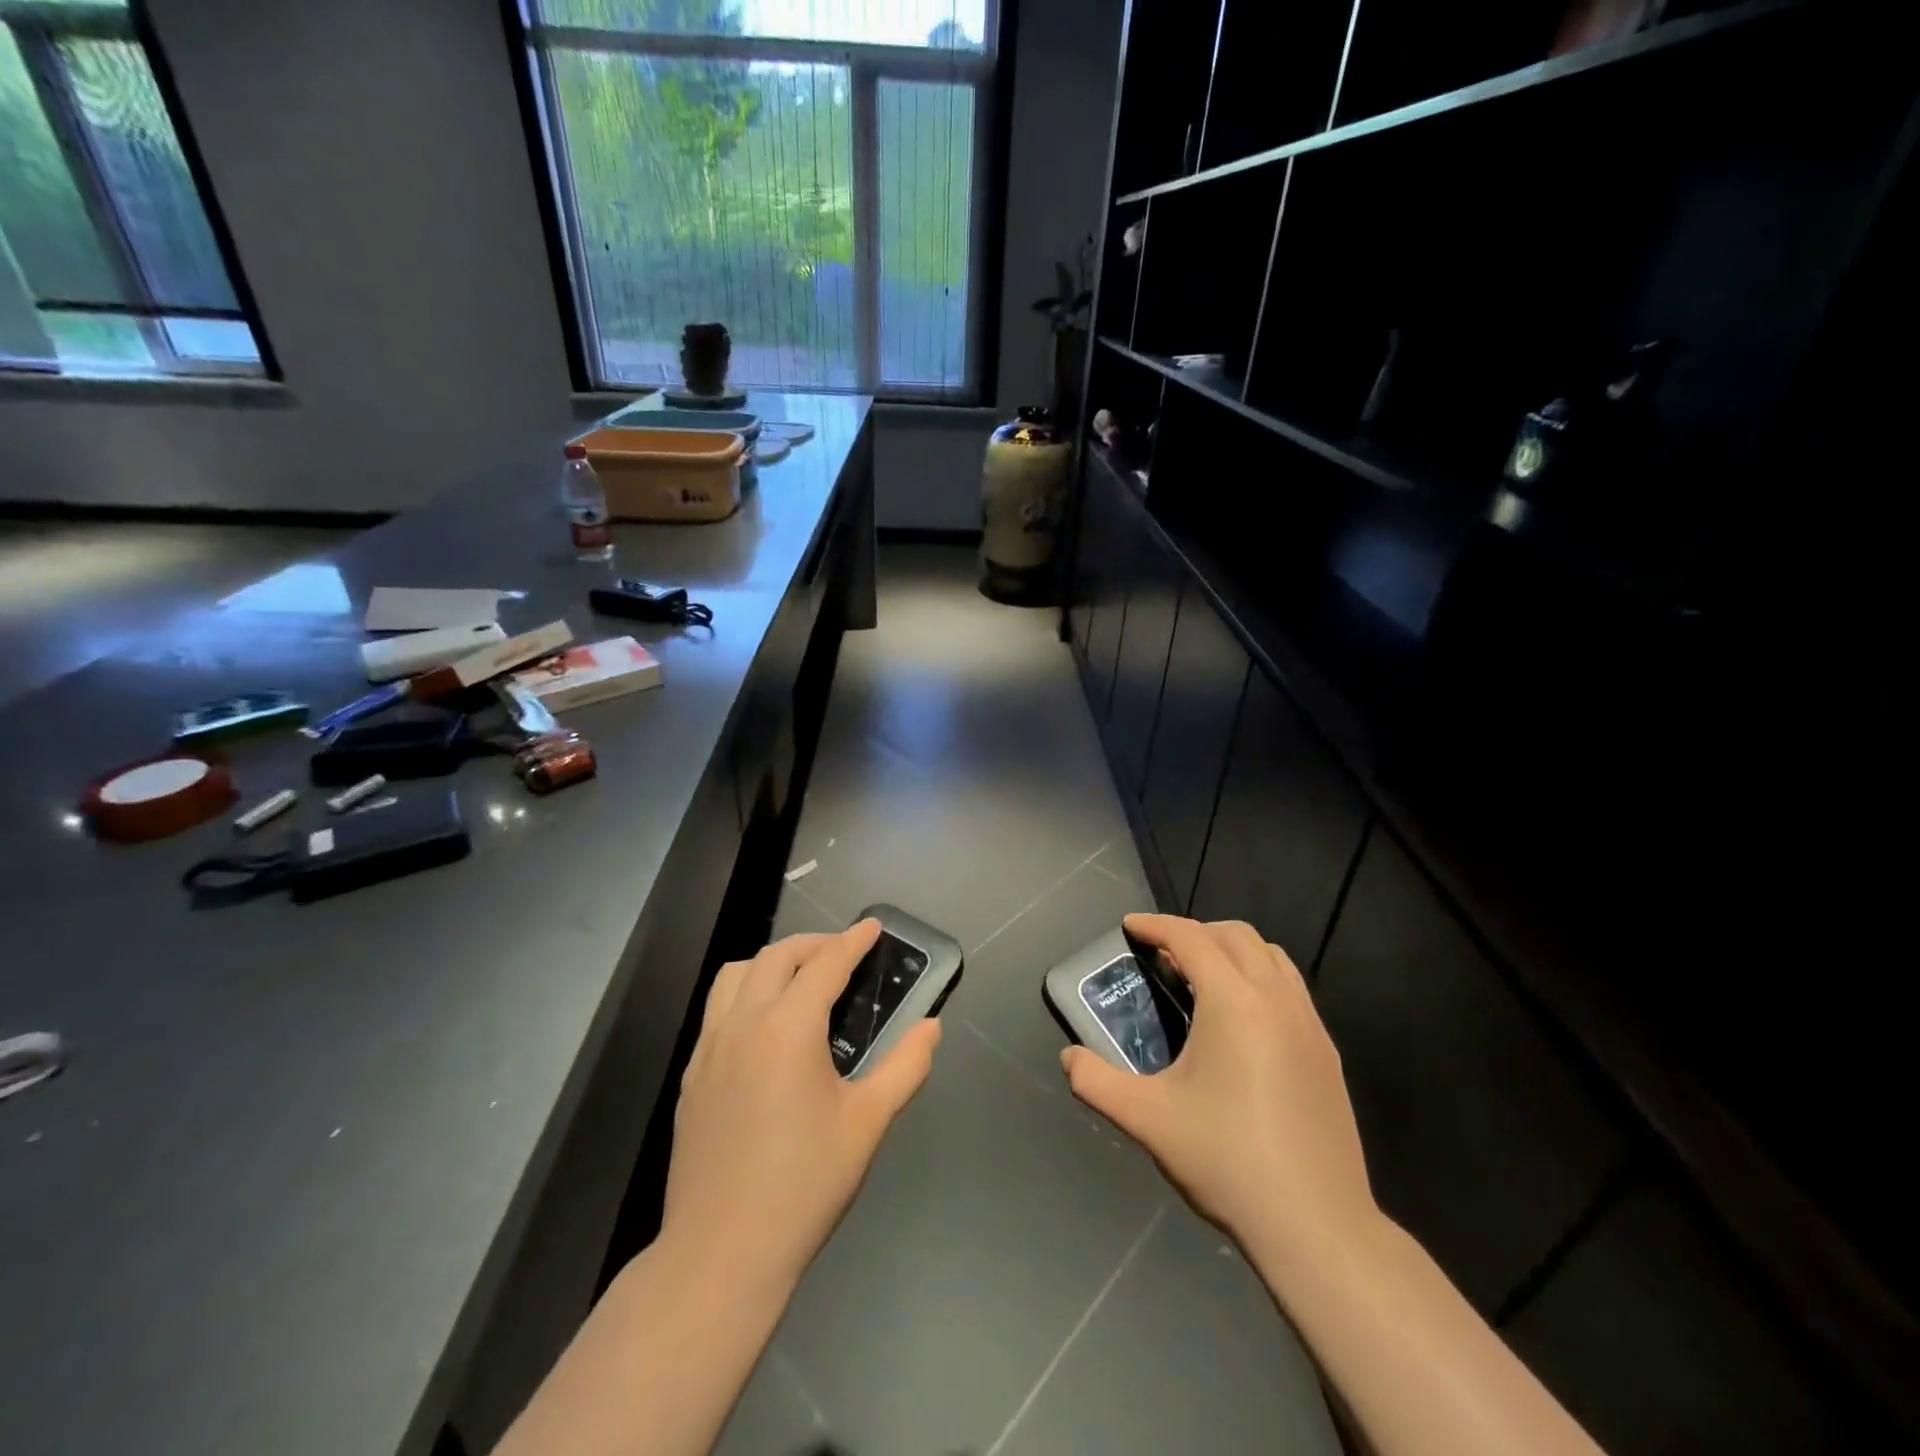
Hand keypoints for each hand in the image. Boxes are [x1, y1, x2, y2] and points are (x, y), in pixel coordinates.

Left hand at [662, 920, 941, 1290]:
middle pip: (776, 957)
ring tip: (800, 979)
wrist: (721, 1253)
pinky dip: (745, 993)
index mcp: (788, 1028)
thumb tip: (931, 1027)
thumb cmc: (804, 1184)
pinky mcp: (692, 1076)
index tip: (872, 928)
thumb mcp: (868, 1123)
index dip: (852, 941)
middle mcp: (743, 1024)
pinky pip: (716, 1009)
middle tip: (843, 953)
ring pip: (735, 975)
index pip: (825, 965)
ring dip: (771, 962)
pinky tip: (764, 1026)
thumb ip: (905, 1066)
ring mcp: (709, 1048)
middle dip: (814, 944)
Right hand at [1060, 914, 1378, 1268]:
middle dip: (1196, 932)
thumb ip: (1096, 1082)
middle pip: (1236, 935)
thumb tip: (1068, 1058)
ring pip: (1272, 957)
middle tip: (1163, 956)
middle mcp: (1276, 999)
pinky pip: (1291, 988)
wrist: (1316, 1225)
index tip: (1130, 926)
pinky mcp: (1328, 1052)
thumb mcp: (1147, 1120)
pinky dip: (1261, 978)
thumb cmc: (1226, 1160)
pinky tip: (1243, 1021)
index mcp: (1233, 1003)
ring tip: (1203, 979)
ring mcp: (1309, 1025)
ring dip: (1233, 951)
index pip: (1191, 938)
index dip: (1156, 925)